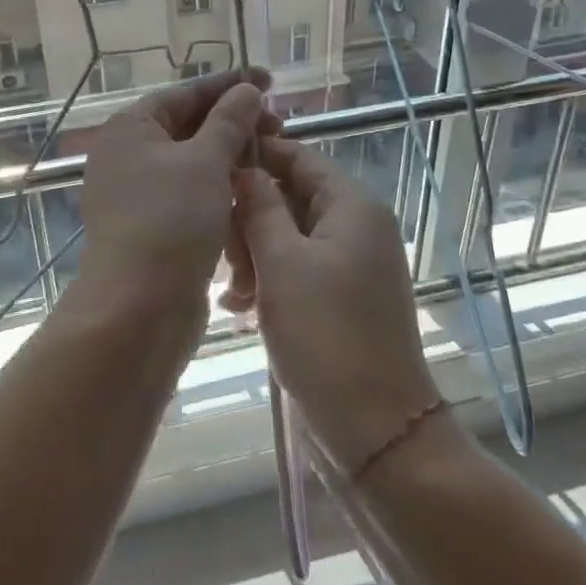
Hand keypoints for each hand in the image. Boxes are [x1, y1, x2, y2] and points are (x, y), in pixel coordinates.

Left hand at [73, 69, 278, 319]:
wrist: (138, 309)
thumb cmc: (170, 221)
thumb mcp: (205, 161)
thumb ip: (229, 121)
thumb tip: (247, 91)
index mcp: (131, 129)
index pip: (186, 93)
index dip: (229, 84)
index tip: (269, 80)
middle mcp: (129, 156)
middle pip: (189, 126)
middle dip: (235, 122)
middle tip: (280, 124)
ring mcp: (139, 194)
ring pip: (194, 163)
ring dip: (232, 156)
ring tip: (272, 154)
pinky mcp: (155, 227)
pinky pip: (192, 194)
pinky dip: (220, 187)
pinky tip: (252, 190)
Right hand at [230, 137, 441, 474]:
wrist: (374, 427)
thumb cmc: (325, 335)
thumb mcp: (282, 264)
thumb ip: (260, 208)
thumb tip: (244, 169)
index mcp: (352, 206)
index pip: (299, 158)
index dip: (256, 158)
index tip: (211, 171)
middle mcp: (358, 226)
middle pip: (292, 197)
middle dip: (250, 218)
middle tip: (220, 251)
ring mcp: (352, 263)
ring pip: (290, 236)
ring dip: (254, 253)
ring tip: (230, 290)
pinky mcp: (343, 297)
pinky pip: (300, 269)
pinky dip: (270, 279)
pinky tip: (239, 306)